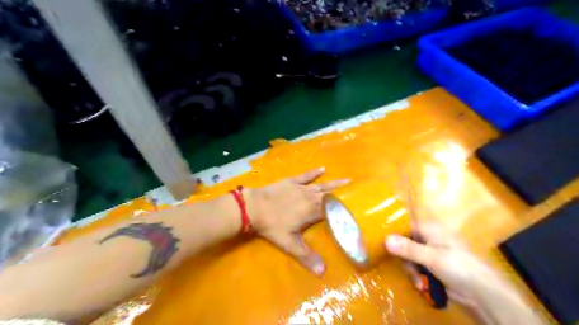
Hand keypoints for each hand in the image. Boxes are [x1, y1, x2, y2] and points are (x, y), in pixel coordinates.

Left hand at [245, 168, 347, 275]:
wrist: (254, 207)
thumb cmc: (272, 226)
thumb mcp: (289, 244)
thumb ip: (306, 257)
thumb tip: (323, 273)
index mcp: (313, 211)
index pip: (333, 210)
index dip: (345, 211)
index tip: (358, 210)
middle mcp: (311, 197)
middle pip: (330, 196)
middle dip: (344, 195)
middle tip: (357, 193)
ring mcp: (301, 187)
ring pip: (322, 185)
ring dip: (334, 184)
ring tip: (348, 181)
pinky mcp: (292, 181)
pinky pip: (306, 176)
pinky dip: (314, 172)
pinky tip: (322, 168)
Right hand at [386, 224, 507, 308]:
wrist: (483, 294)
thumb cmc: (459, 267)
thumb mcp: (431, 257)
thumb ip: (408, 248)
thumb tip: (385, 239)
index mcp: (429, 230)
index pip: (405, 226)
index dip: (394, 234)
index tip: (384, 245)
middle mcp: (429, 239)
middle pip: (405, 244)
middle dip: (405, 260)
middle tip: (410, 271)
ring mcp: (431, 254)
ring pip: (410, 258)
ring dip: (412, 272)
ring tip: (419, 284)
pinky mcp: (433, 268)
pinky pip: (417, 268)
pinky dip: (418, 277)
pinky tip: (423, 286)